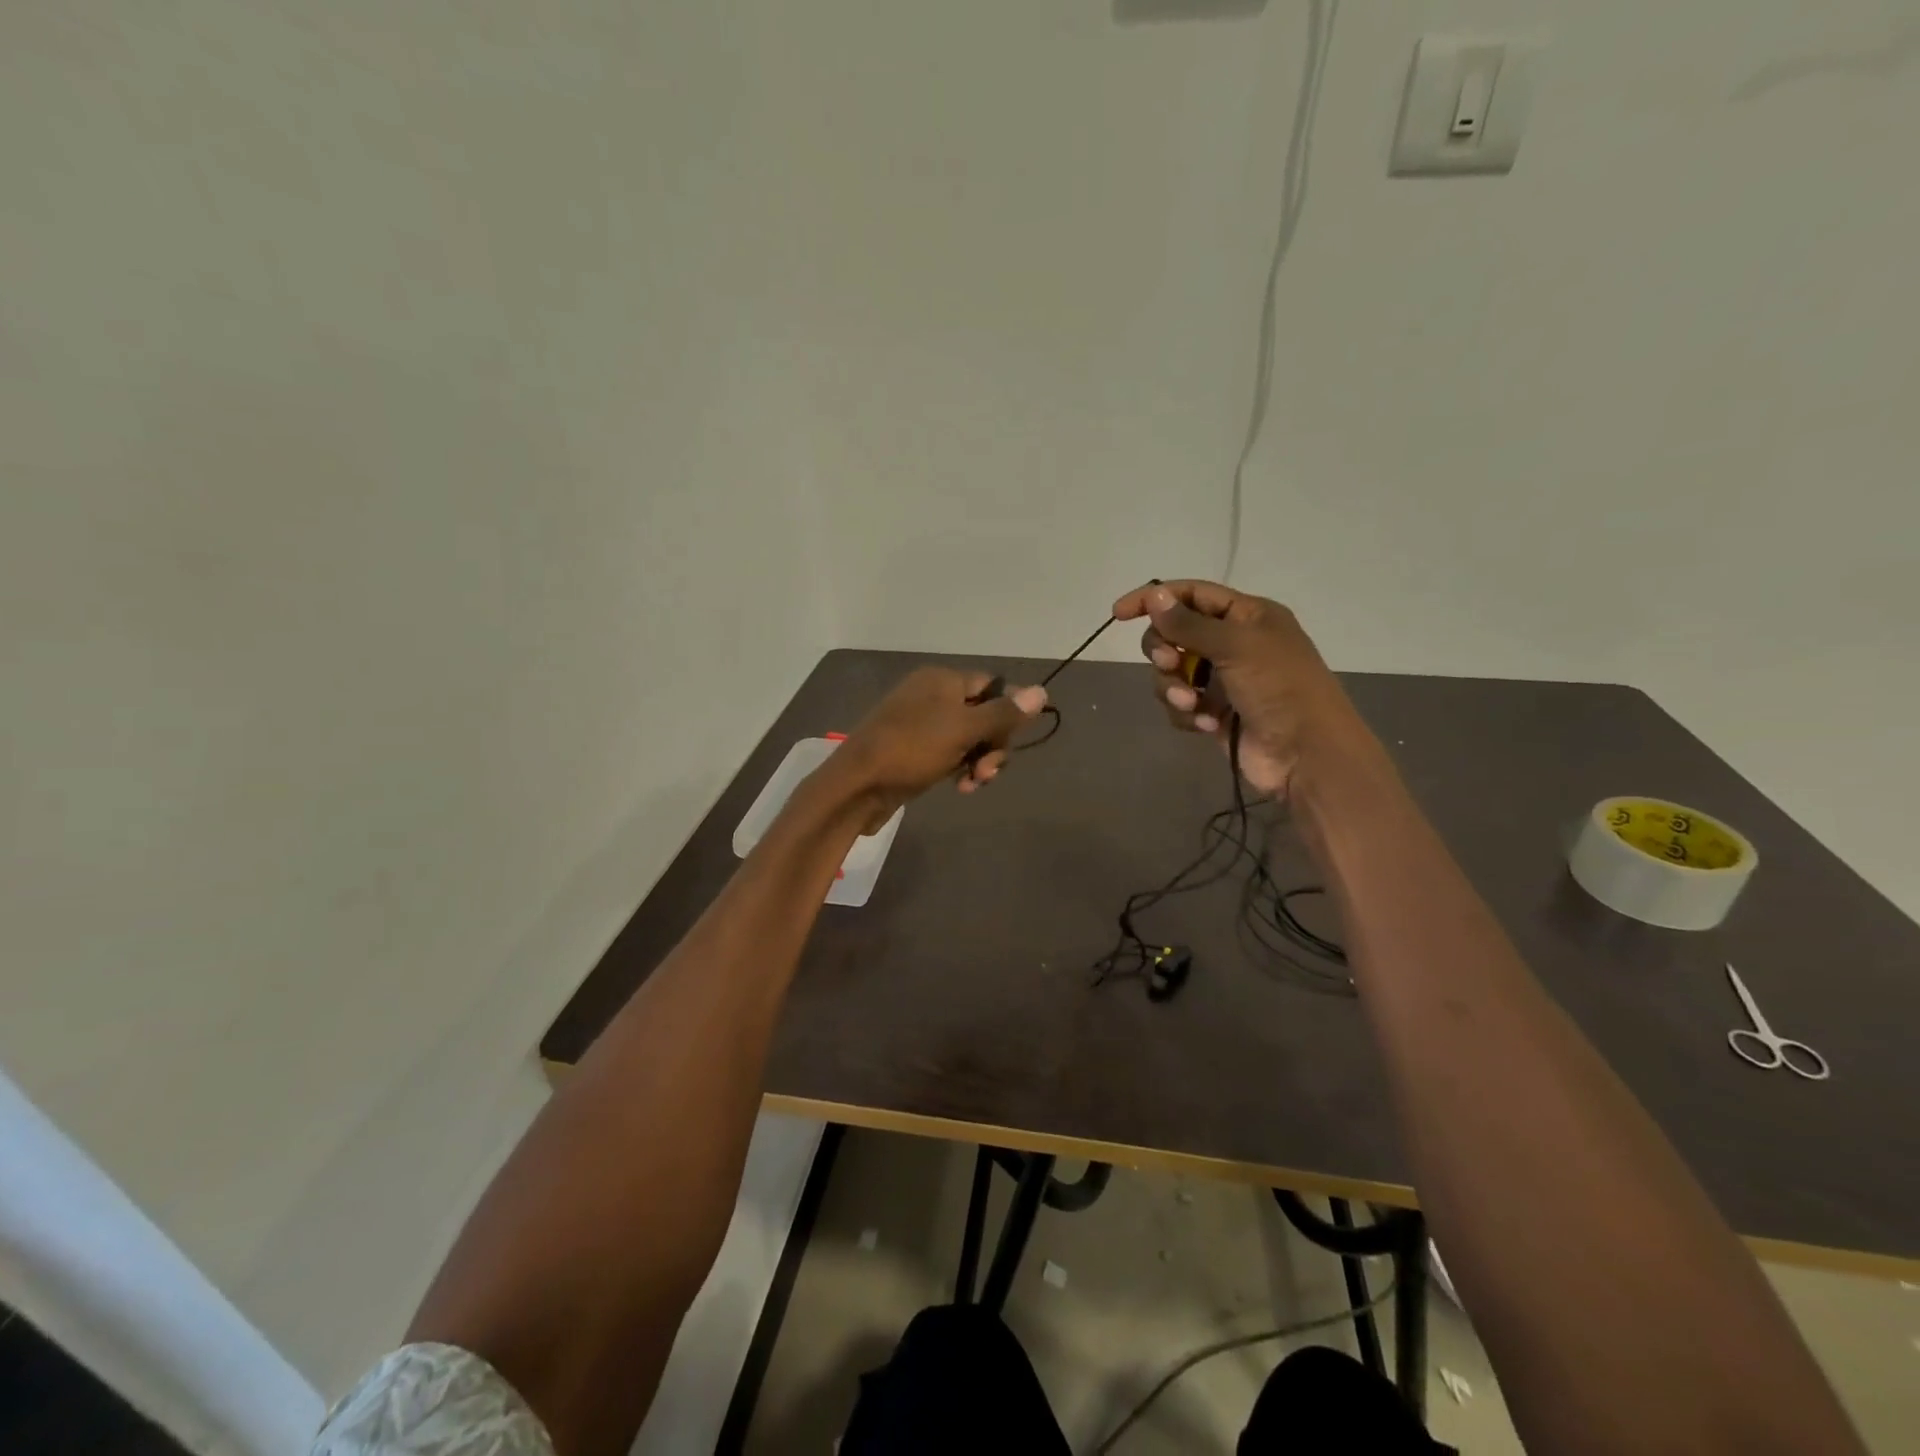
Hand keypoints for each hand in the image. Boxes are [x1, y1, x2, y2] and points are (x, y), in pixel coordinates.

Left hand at [825, 667, 1046, 830]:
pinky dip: (960, 768)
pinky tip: (961, 787)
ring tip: (974, 783)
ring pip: (968, 739)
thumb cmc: (912, 749)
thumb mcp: (963, 729)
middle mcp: (931, 696)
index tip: (1013, 739)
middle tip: (987, 771)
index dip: (1007, 712)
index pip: (991, 686)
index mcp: (941, 680)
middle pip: (983, 715)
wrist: (857, 786)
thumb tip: (1042, 690)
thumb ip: (1003, 712)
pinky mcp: (914, 752)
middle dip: (993, 744)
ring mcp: (921, 725)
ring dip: (979, 761)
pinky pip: (950, 754)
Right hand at [1112, 579, 1378, 799]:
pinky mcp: (1214, 712)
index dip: (1154, 599)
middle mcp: (1233, 643)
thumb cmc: (1279, 688)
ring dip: (1174, 688)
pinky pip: (1180, 704)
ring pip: (1172, 673)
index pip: (1191, 595)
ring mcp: (1223, 679)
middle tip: (1168, 664)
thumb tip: (1154, 596)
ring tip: (1192, 705)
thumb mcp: (1235, 646)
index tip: (1119, 614)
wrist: (1306, 754)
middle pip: (1174, 634)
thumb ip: (1189, 624)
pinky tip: (1207, 724)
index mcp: (1247, 616)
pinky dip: (1188, 713)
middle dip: (1164, 651)